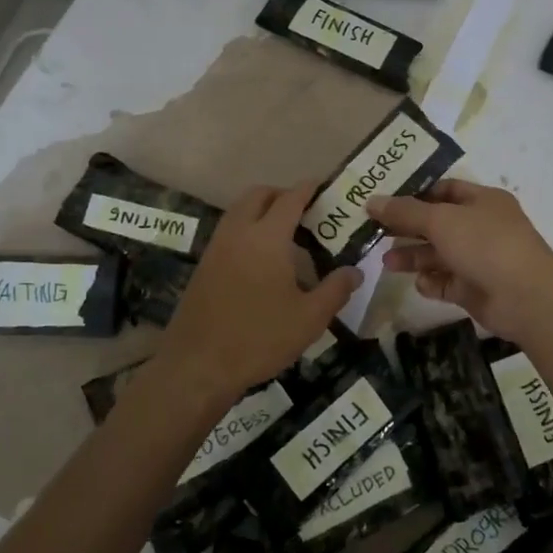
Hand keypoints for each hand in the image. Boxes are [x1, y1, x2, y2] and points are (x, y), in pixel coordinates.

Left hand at [156, 181, 360, 402]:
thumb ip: (336, 290)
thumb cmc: (259, 338)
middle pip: (258, 195)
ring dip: (260, 211)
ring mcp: (215, 249)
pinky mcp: (203, 268)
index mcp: (266, 238)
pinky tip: (261, 260)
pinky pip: (228, 233)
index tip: (323, 186)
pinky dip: (246, 231)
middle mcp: (238, 234)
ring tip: (285, 234)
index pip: (290, 198)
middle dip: (281, 195)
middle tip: (305, 211)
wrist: (197, 367)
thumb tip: (355, 271)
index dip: (308, 189)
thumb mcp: (310, 319)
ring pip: (238, 212)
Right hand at [367, 179, 552, 345]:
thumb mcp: (441, 221)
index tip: (384, 201)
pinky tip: (420, 283)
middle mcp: (482, 227)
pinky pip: (446, 282)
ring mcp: (479, 259)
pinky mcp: (475, 289)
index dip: (415, 194)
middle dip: (408, 228)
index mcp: (483, 201)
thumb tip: (372, 201)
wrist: (526, 298)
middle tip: (374, 233)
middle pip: (437, 224)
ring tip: (387, 263)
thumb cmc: (486, 245)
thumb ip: (405, 212)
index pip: (445, 190)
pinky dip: (432, 282)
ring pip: (439, 255)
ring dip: (413, 257)